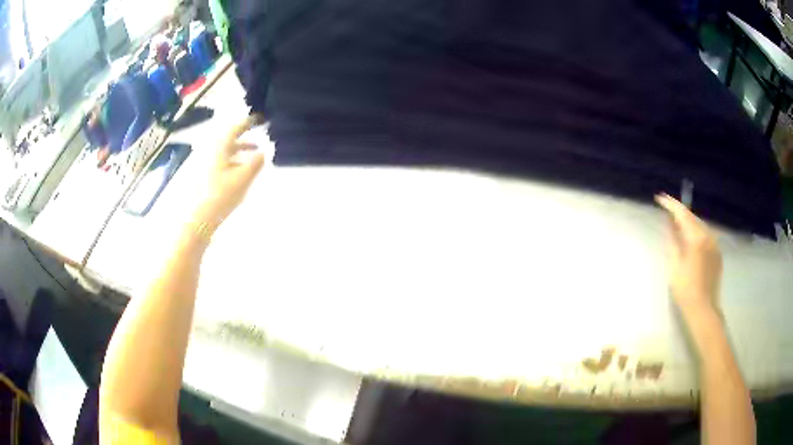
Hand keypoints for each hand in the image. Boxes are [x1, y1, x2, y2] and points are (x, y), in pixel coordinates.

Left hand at [191, 116, 264, 229]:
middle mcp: (211, 151)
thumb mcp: (243, 178)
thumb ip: (256, 162)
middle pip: (229, 139)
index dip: (248, 122)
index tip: (259, 118)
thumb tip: (263, 152)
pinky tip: (240, 171)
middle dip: (245, 137)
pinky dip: (233, 160)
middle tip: (259, 137)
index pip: (235, 128)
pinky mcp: (204, 176)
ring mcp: (206, 164)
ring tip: (254, 155)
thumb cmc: (221, 195)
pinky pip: (221, 161)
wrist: (199, 218)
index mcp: (220, 147)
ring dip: (240, 151)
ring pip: (225, 151)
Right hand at [656, 194, 722, 315]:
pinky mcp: (717, 253)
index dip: (670, 204)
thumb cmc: (685, 290)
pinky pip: (706, 235)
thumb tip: (669, 223)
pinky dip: (696, 232)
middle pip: (692, 217)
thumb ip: (673, 240)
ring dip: (688, 222)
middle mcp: (708, 236)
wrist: (703, 309)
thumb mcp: (675, 265)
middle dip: (680, 212)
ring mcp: (714, 244)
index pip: (683, 213)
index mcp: (696, 238)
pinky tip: (690, 239)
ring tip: (677, 224)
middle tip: (667, 210)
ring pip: (700, 225)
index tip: (660, 198)